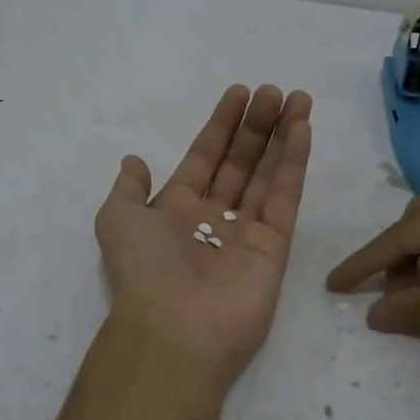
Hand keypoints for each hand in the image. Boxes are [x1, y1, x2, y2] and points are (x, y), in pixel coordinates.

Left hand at [96, 85, 312, 390]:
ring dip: (281, 136)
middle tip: (273, 91)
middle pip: (240, 162)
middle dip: (256, 126)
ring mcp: (246, 233)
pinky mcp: (275, 247)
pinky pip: (284, 197)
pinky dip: (294, 163)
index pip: (204, 157)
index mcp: (177, 210)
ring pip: (266, 174)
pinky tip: (302, 129)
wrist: (175, 329)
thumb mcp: (116, 219)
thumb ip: (129, 188)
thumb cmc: (143, 269)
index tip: (239, 93)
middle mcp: (214, 218)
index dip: (221, 126)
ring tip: (296, 99)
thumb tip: (134, 161)